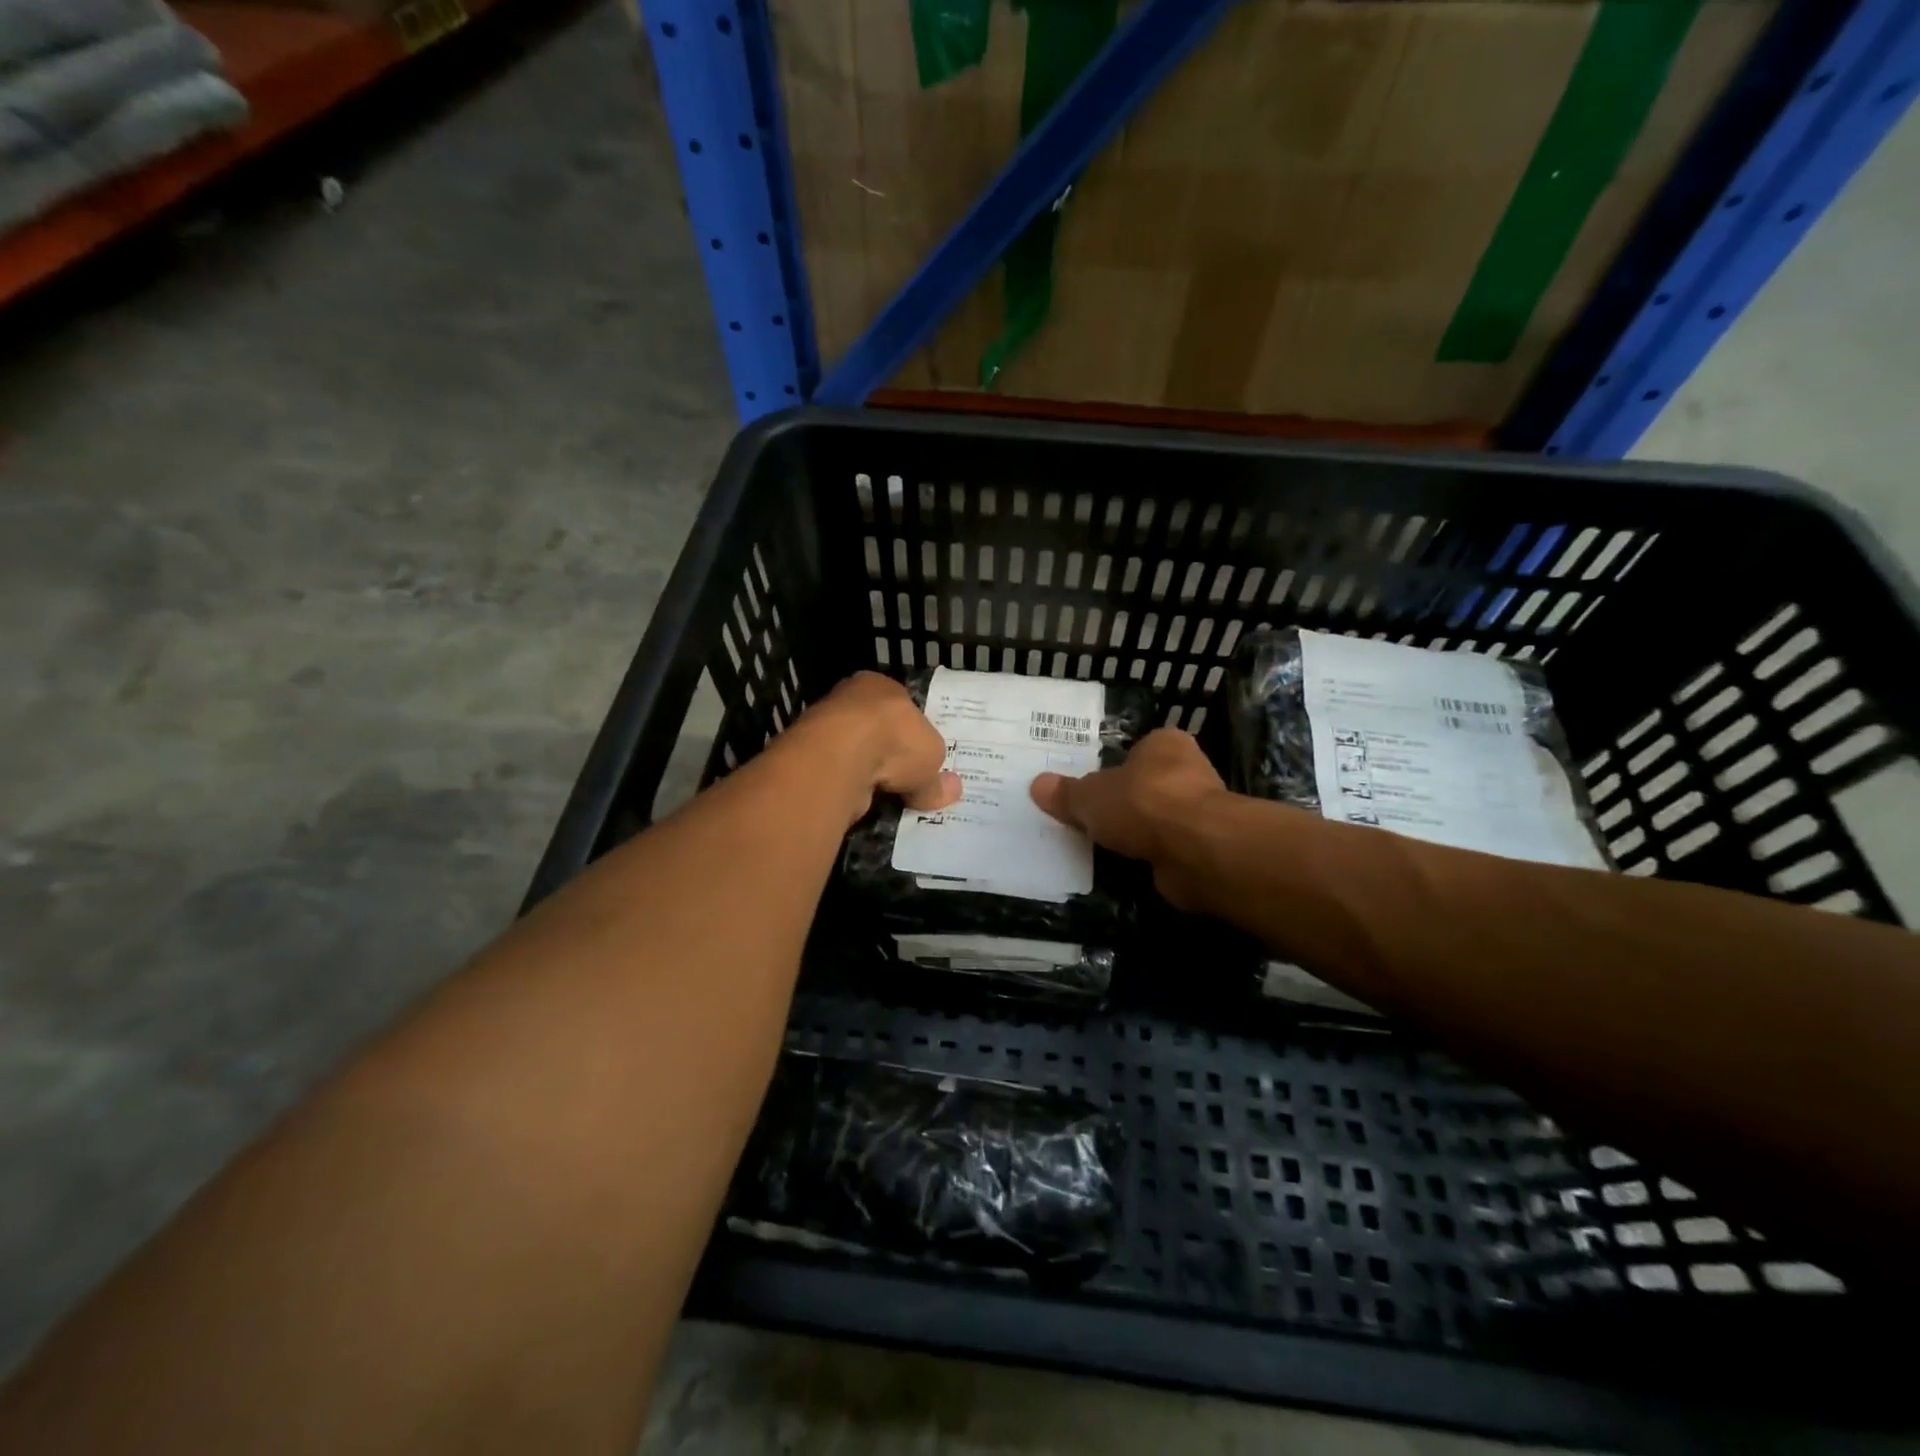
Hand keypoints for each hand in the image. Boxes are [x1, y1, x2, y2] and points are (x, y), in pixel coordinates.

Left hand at [786, 671, 961, 824]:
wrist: (839, 756)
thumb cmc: (896, 740)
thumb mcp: (932, 758)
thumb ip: (937, 777)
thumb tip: (950, 790)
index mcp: (881, 684)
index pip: (901, 706)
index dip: (912, 732)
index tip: (919, 758)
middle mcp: (849, 698)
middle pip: (874, 728)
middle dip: (887, 753)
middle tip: (904, 780)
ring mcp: (823, 725)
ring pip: (852, 751)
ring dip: (865, 771)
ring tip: (883, 795)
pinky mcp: (807, 755)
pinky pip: (836, 772)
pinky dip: (848, 785)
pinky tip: (860, 799)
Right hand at [1031, 728, 1227, 909]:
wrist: (1195, 850)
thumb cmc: (1141, 803)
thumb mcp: (1089, 797)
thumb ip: (1066, 793)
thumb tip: (1037, 785)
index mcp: (1165, 744)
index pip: (1138, 750)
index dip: (1116, 767)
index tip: (1093, 786)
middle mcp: (1189, 771)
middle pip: (1148, 785)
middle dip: (1126, 802)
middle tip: (1092, 817)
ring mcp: (1201, 811)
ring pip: (1159, 819)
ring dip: (1140, 832)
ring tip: (1104, 845)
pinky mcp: (1205, 848)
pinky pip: (1168, 848)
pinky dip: (1151, 856)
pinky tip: (1128, 865)